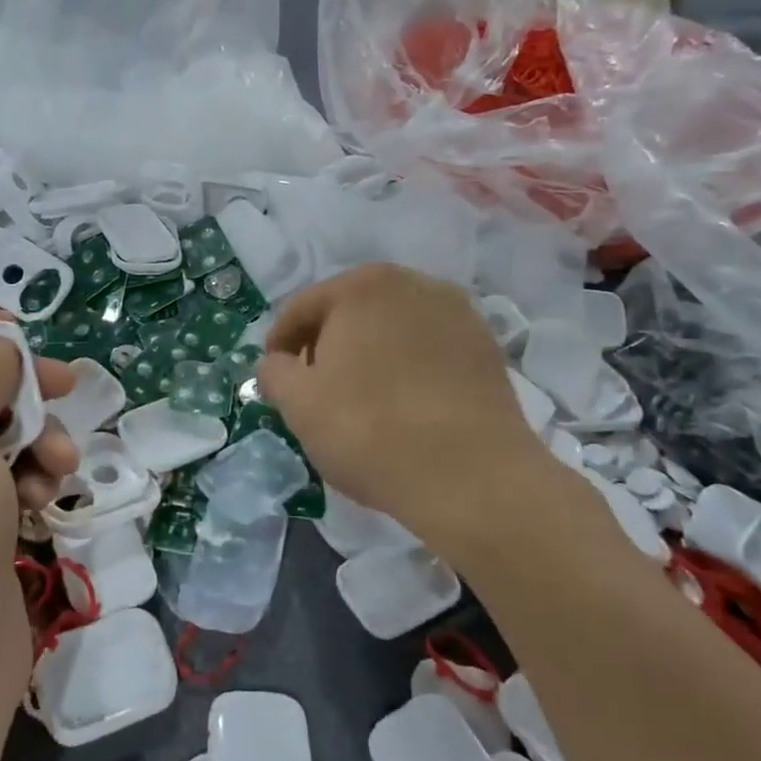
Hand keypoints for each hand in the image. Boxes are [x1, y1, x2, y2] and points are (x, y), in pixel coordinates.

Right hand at [257, 264, 565, 561]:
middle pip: (351, 310)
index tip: (274, 374)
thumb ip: (274, 372)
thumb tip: (277, 363)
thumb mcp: (299, 403)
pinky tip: (403, 403)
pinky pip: (428, 349)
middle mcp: (413, 283)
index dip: (280, 342)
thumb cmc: (369, 430)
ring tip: (360, 397)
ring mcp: (457, 312)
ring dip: (369, 353)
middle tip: (313, 386)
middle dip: (326, 344)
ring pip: (392, 328)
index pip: (303, 307)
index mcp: (362, 286)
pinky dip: (407, 366)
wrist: (472, 477)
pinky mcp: (485, 347)